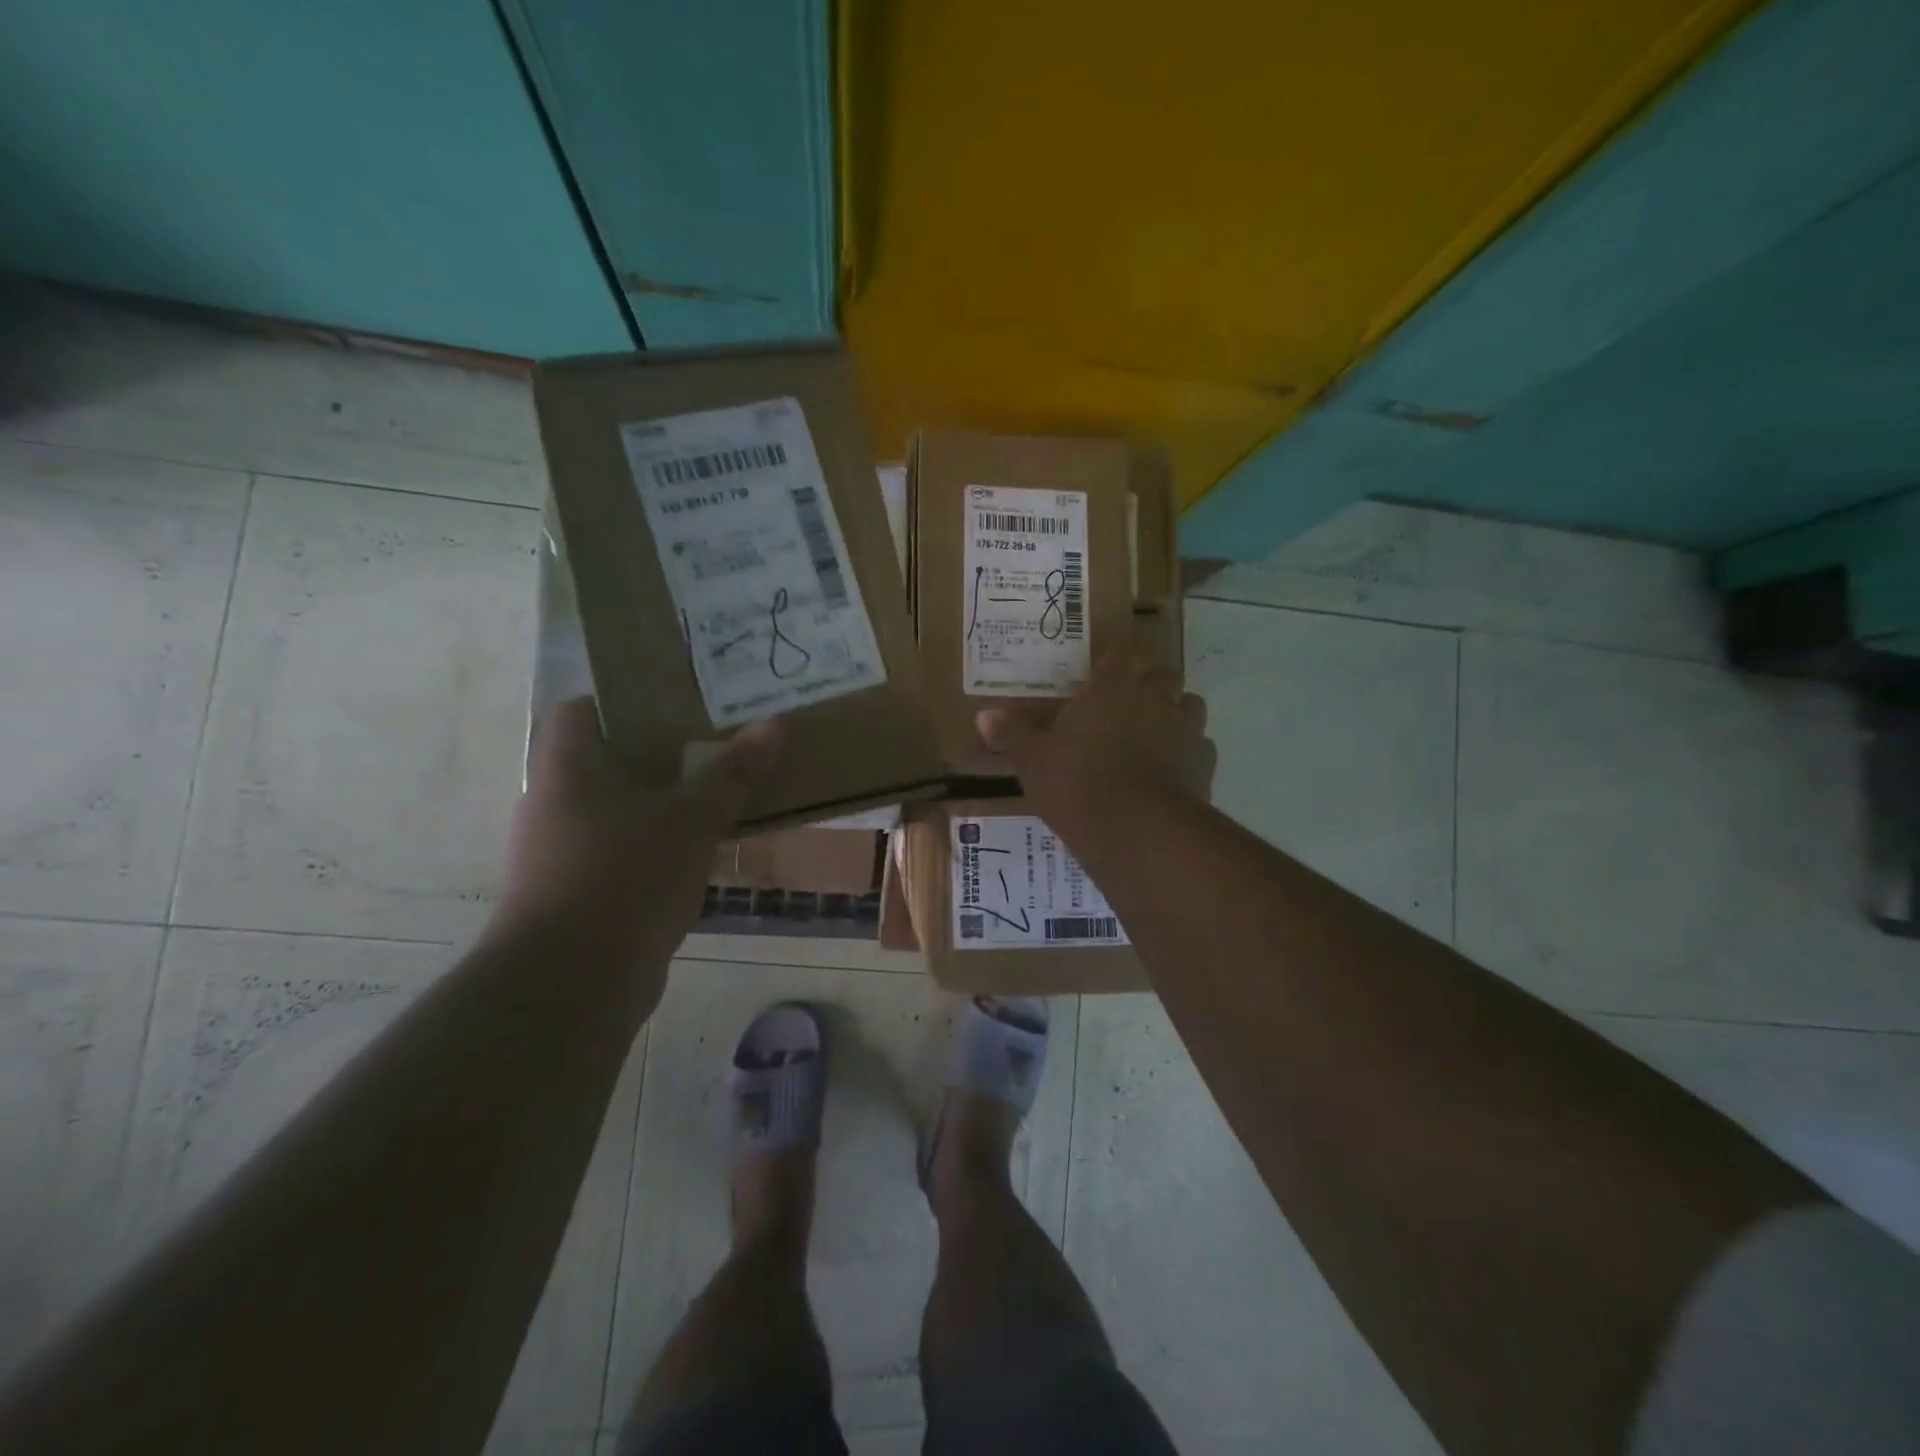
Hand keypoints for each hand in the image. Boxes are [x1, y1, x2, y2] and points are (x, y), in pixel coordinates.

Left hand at [498, 698, 779, 956]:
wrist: (572, 983)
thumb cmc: (626, 875)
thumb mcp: (692, 819)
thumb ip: (733, 773)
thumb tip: (774, 725)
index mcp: (567, 770)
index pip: (580, 710)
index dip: (624, 701)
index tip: (676, 703)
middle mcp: (554, 805)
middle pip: (604, 762)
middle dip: (657, 754)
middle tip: (712, 744)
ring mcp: (560, 855)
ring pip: (616, 812)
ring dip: (660, 805)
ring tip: (715, 796)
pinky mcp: (577, 897)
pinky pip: (621, 855)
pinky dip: (655, 849)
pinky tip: (698, 855)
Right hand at [976, 631, 1215, 814]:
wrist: (1135, 828)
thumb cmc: (1076, 782)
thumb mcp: (1032, 760)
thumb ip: (1013, 734)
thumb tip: (985, 716)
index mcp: (1112, 686)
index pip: (1124, 650)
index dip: (1118, 657)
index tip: (1107, 670)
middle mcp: (1155, 697)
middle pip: (1163, 674)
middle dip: (1150, 684)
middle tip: (1127, 705)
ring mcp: (1185, 729)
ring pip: (1190, 706)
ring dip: (1175, 714)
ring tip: (1154, 735)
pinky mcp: (1204, 764)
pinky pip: (1201, 748)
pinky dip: (1188, 754)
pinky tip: (1171, 772)